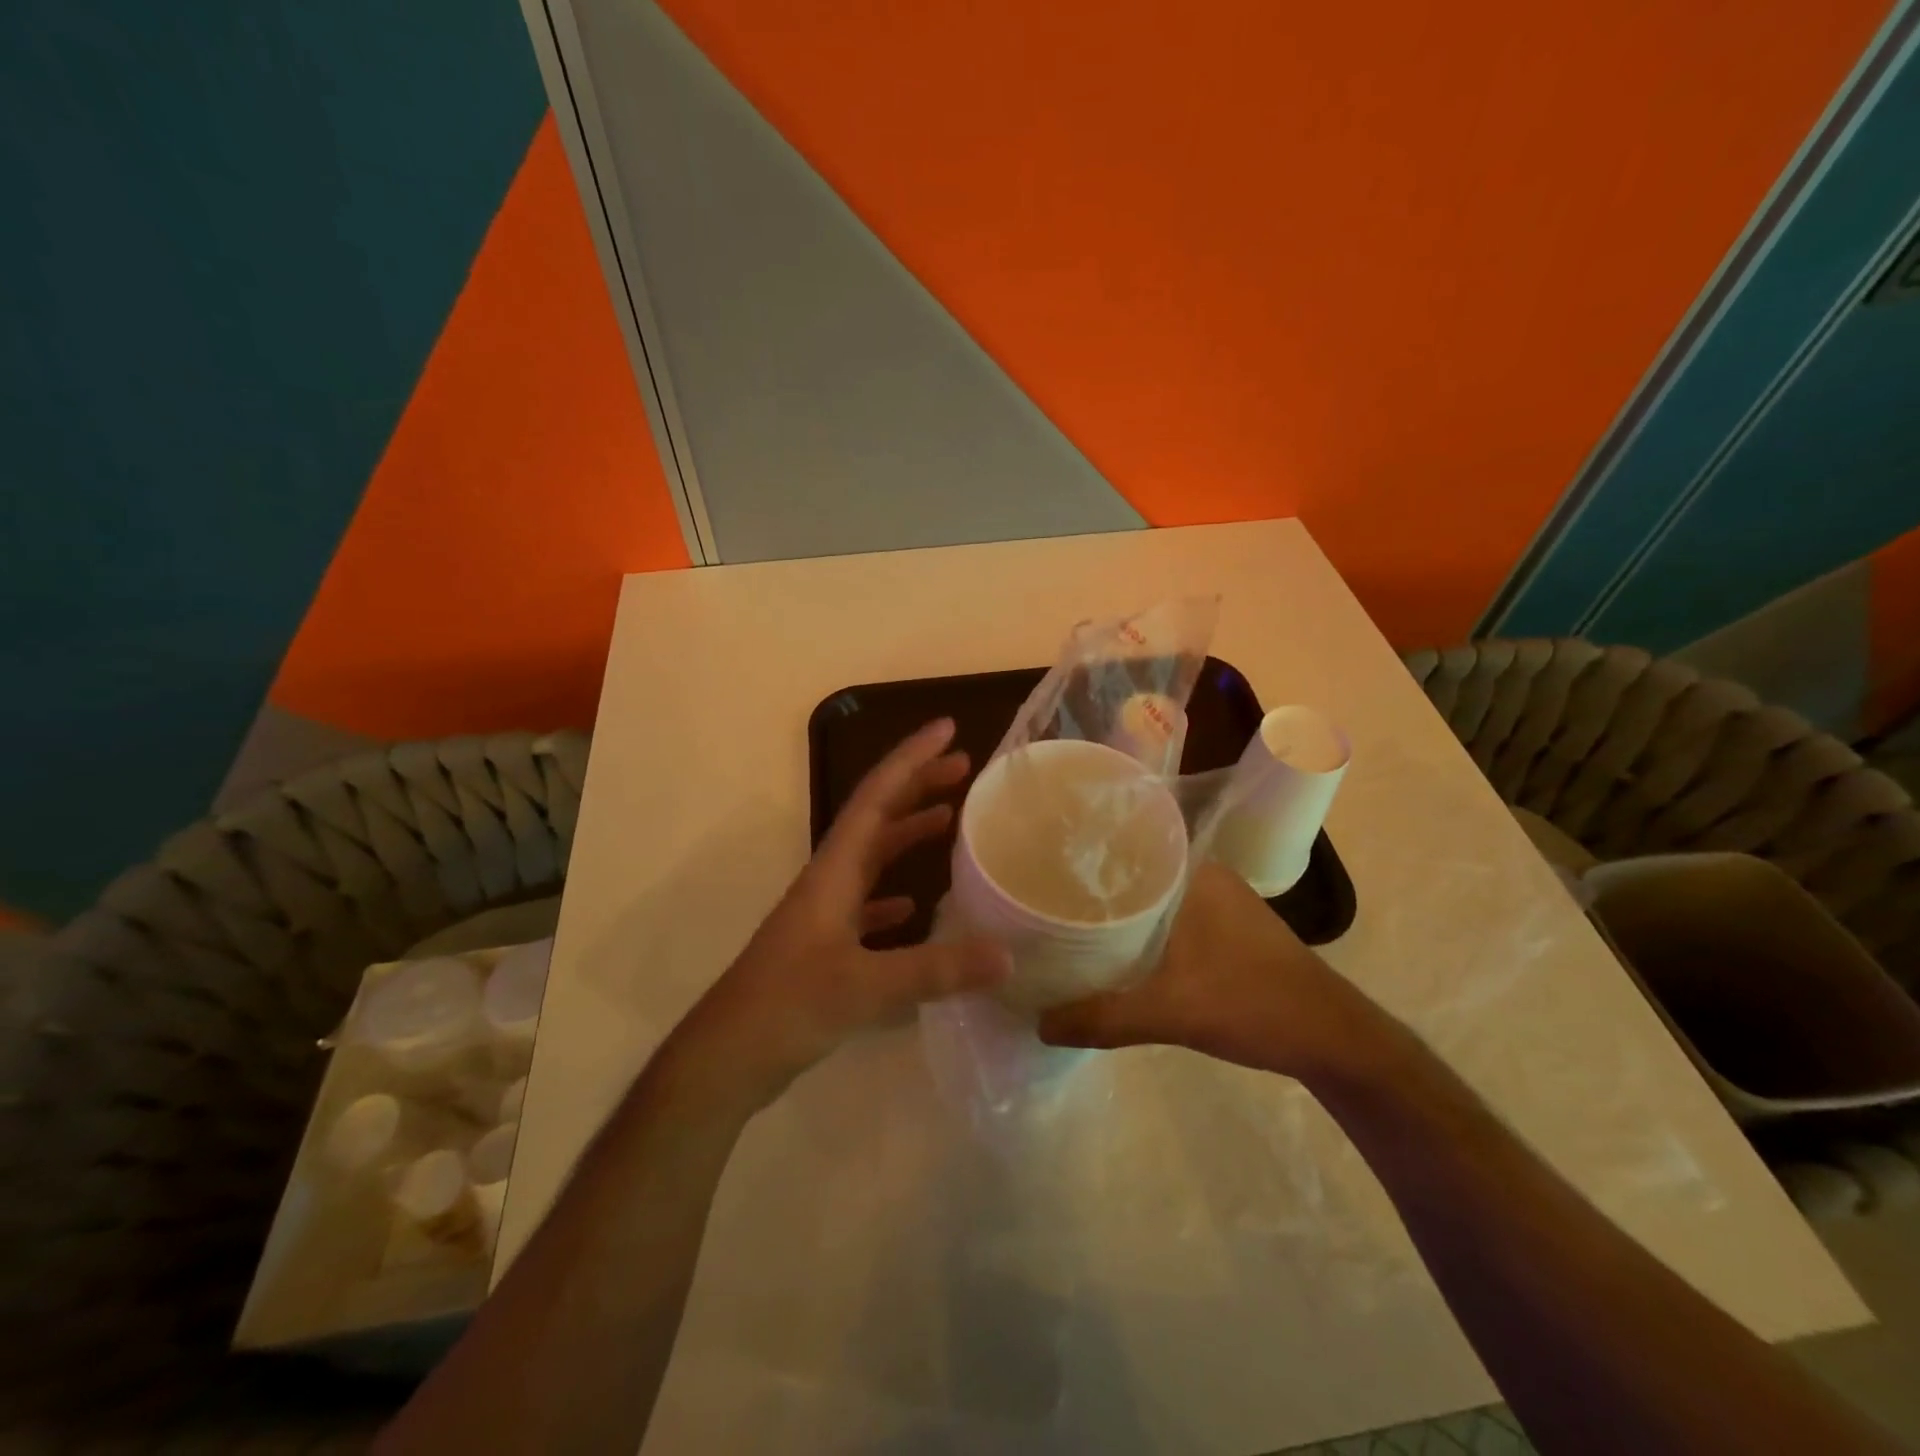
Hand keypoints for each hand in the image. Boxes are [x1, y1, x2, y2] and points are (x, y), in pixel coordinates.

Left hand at [675, 719, 1010, 1106]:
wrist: (728, 1055)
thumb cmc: (789, 1006)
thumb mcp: (866, 986)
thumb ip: (936, 970)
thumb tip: (1008, 955)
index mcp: (834, 871)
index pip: (876, 797)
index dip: (911, 759)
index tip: (947, 729)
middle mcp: (830, 880)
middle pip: (877, 817)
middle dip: (917, 785)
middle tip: (963, 767)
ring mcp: (825, 913)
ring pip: (873, 856)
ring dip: (908, 832)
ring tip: (949, 819)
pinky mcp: (825, 944)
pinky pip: (867, 903)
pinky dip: (893, 892)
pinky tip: (916, 905)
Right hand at [1037, 860, 1394, 1084]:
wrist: (1332, 1038)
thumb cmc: (1253, 1004)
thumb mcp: (1170, 1013)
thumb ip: (1102, 1018)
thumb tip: (1038, 1024)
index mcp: (1192, 871)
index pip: (1124, 843)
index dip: (1080, 852)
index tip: (1037, 863)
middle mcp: (1204, 874)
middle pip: (1132, 870)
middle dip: (1090, 885)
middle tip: (1041, 897)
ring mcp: (1217, 901)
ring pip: (1150, 896)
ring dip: (1117, 910)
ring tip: (1066, 921)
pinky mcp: (1224, 927)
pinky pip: (1167, 916)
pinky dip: (1140, 928)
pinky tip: (1113, 949)